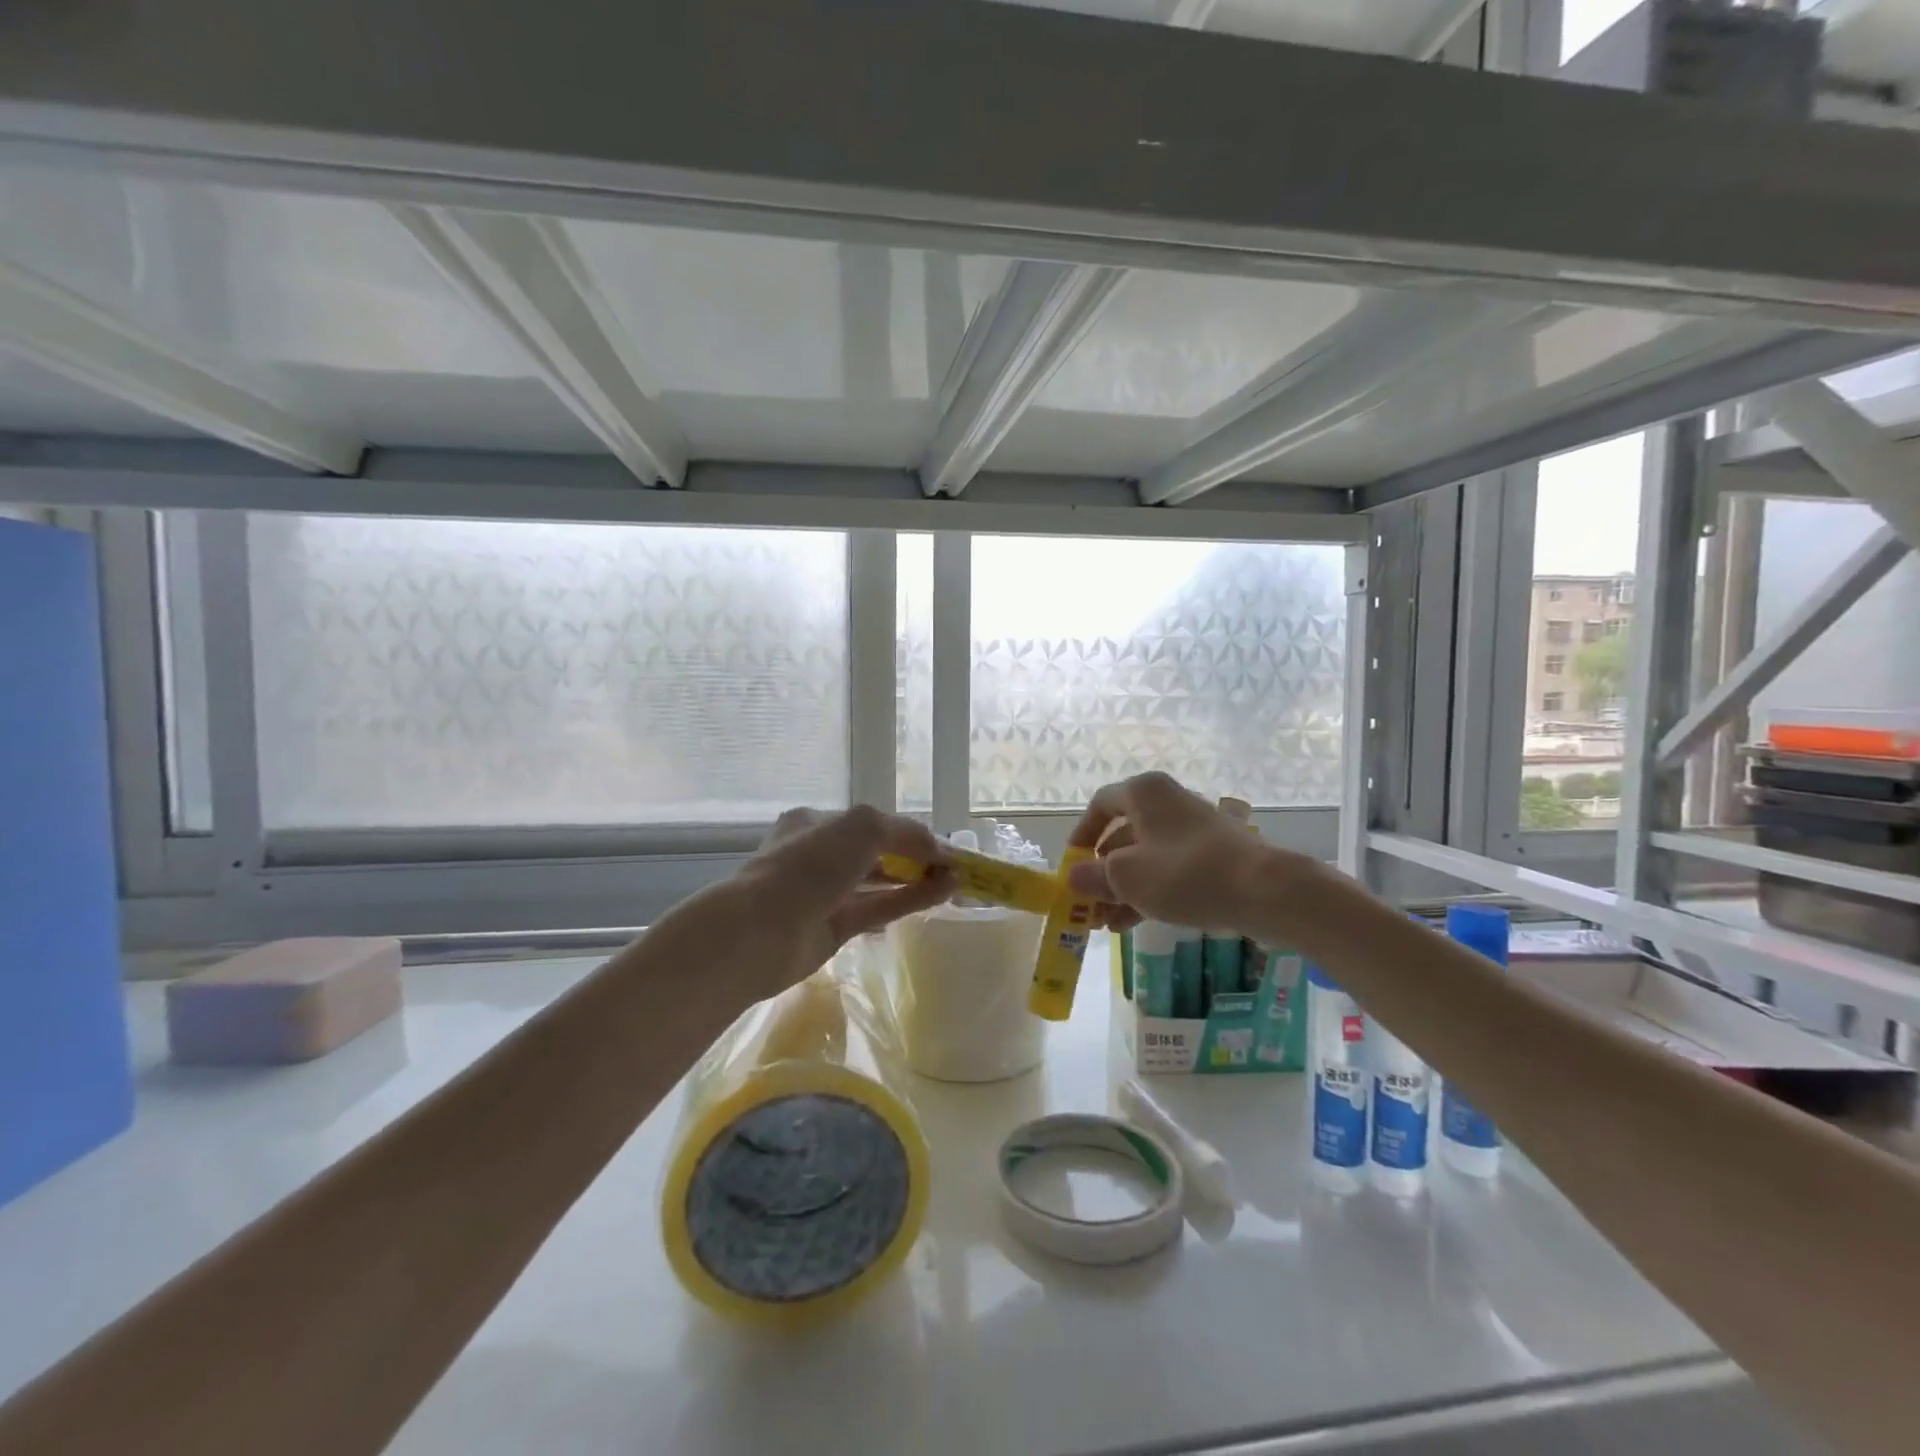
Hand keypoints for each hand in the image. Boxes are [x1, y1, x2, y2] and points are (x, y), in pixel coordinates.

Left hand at [729, 806, 955, 997]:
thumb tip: (940, 850)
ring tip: (956, 881)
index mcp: (816, 823)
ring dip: (918, 880)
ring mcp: (826, 894)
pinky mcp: (834, 928)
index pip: (870, 823)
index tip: (943, 845)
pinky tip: (941, 895)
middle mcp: (820, 856)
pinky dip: (909, 901)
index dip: (908, 832)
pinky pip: (878, 909)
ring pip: (880, 883)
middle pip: (877, 853)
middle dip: (915, 857)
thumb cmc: (808, 865)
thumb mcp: (862, 828)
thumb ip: (904, 833)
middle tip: (954, 866)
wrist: (760, 931)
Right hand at [1063, 772, 1275, 931]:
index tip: (1071, 866)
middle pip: (1123, 833)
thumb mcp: (1126, 878)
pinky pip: (1170, 867)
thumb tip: (1073, 876)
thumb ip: (1093, 876)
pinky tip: (1133, 923)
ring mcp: (1193, 827)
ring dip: (1123, 887)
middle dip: (1102, 871)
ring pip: (1146, 855)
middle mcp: (1168, 801)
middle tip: (1089, 902)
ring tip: (1107, 923)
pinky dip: (1149, 890)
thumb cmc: (1184, 874)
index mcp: (1144, 793)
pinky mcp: (1213, 852)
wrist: (1263, 890)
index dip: (1081, 836)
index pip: (1100, 805)